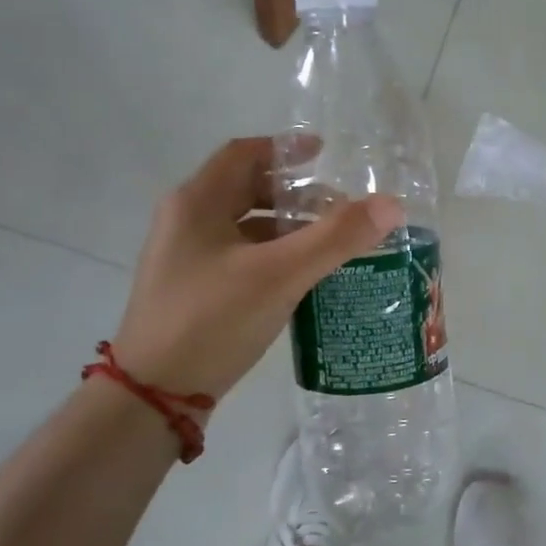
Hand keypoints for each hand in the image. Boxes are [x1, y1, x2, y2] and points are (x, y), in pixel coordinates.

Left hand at [112, 138, 403, 401]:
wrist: (153, 396)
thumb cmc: (212, 320)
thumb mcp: (280, 274)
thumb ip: (336, 238)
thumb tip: (392, 205)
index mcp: (196, 203)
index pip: (244, 153)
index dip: (286, 148)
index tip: (326, 155)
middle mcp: (186, 223)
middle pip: (247, 190)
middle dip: (296, 195)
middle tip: (340, 208)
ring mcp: (187, 260)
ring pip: (247, 228)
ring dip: (289, 228)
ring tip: (332, 243)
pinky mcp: (194, 292)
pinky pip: (243, 259)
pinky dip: (276, 257)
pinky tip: (305, 278)